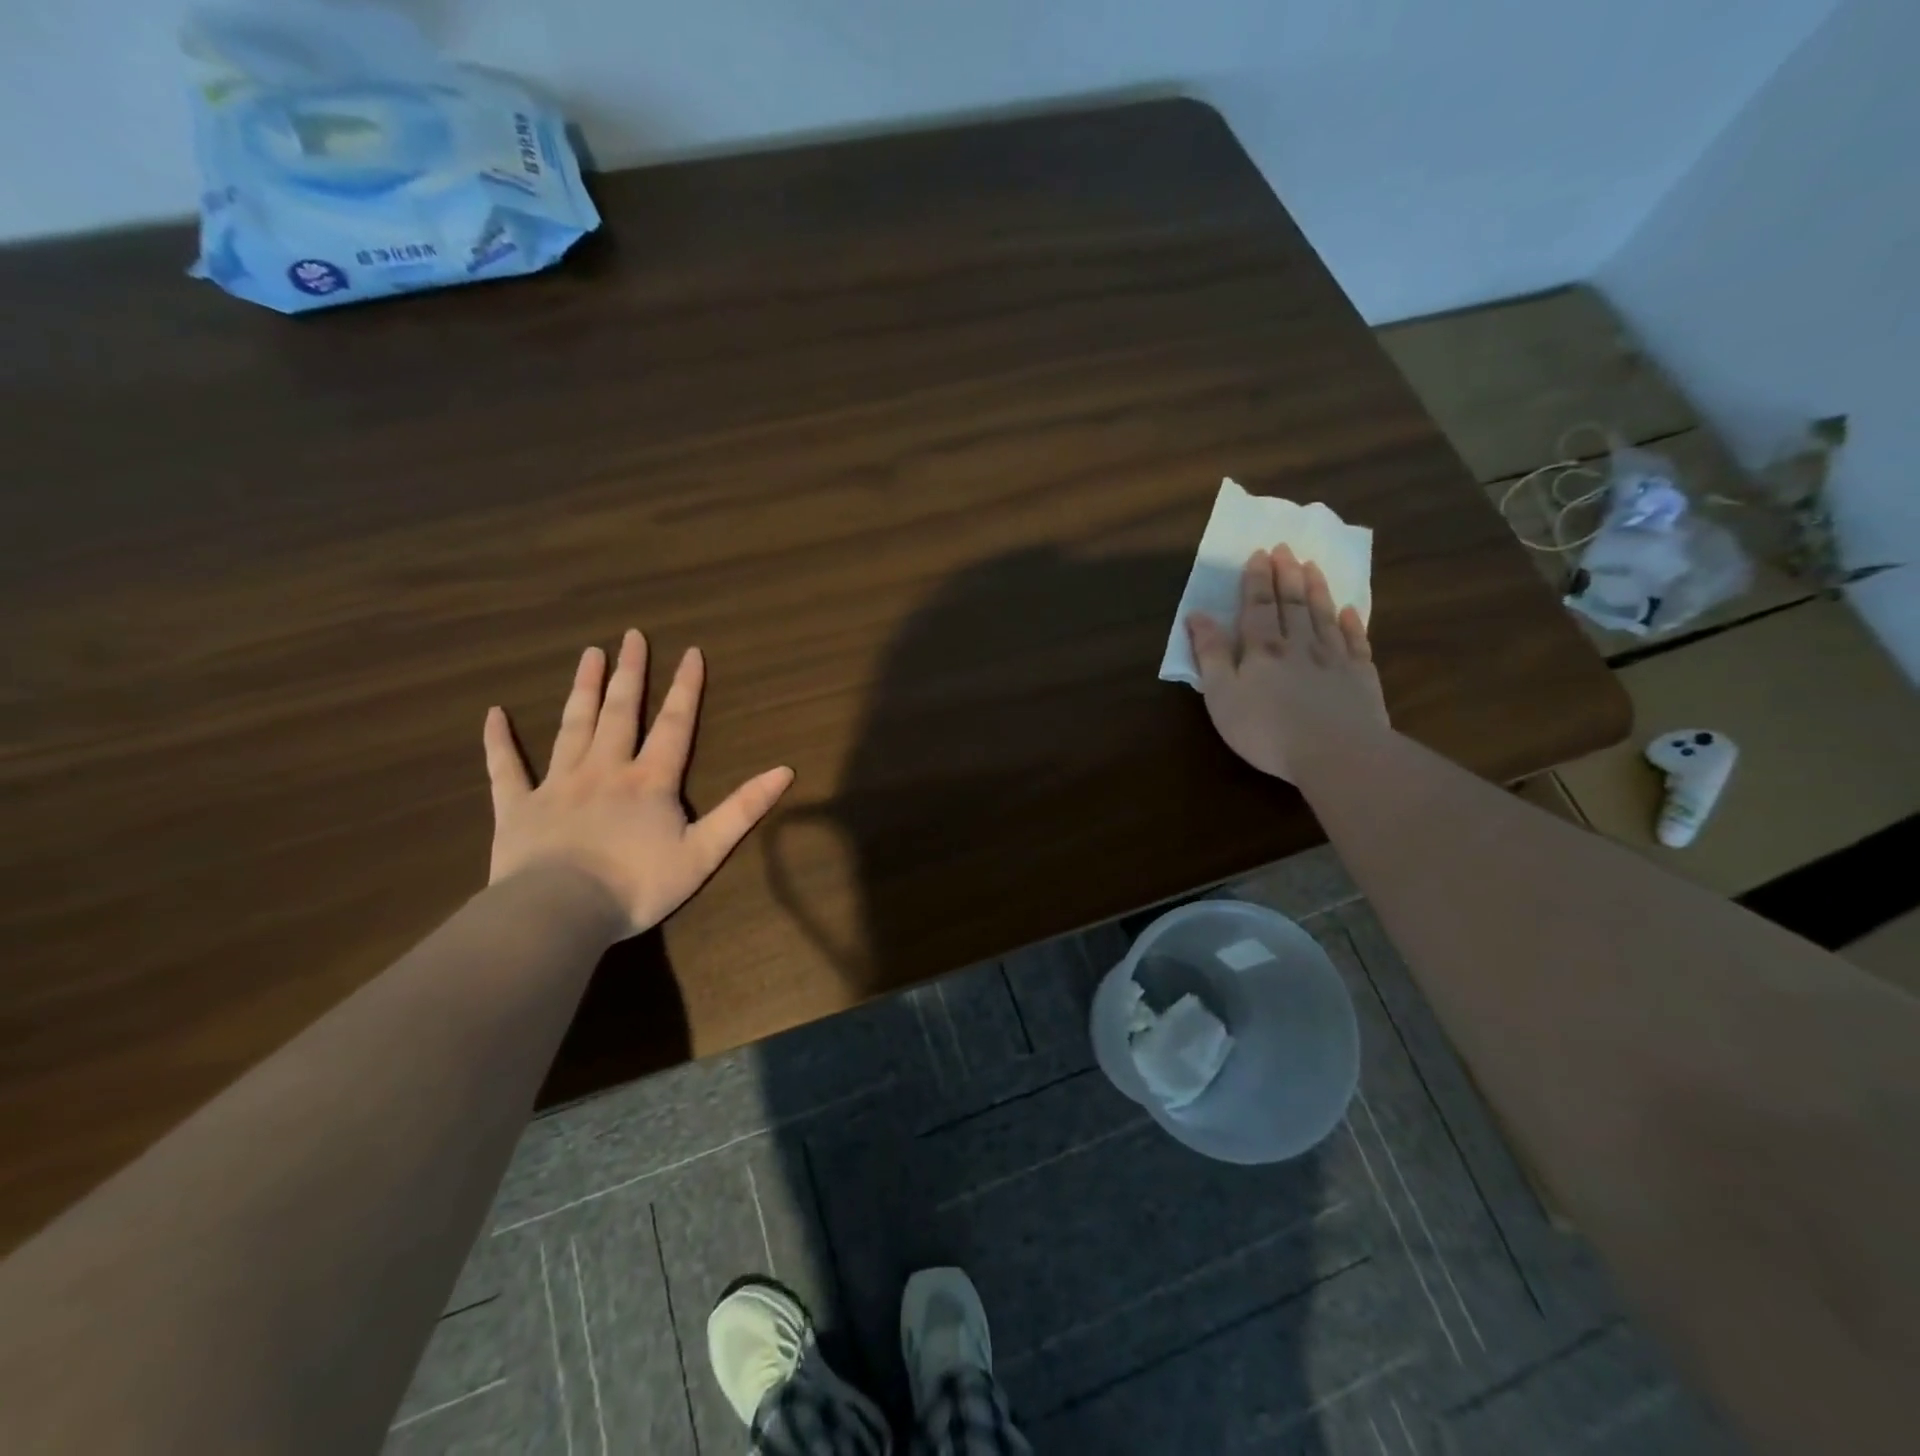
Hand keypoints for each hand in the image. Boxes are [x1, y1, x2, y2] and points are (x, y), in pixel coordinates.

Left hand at [483, 630, 793, 937]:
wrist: (561, 912)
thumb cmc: (638, 885)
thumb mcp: (705, 851)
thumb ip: (743, 810)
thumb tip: (785, 771)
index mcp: (650, 780)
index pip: (674, 723)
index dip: (686, 687)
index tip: (691, 651)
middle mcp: (605, 769)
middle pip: (620, 712)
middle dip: (630, 673)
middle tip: (632, 636)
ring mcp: (558, 784)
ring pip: (572, 726)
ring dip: (583, 688)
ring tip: (589, 654)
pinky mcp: (518, 807)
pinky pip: (506, 768)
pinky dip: (499, 741)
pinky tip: (494, 714)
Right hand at [1186, 545, 1389, 782]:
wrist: (1336, 753)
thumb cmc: (1266, 729)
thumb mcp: (1222, 695)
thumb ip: (1210, 654)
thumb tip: (1197, 615)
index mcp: (1263, 649)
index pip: (1258, 606)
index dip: (1257, 580)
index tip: (1260, 553)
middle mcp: (1300, 645)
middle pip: (1293, 604)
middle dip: (1287, 575)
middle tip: (1286, 549)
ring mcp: (1334, 659)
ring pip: (1324, 616)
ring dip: (1317, 590)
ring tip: (1312, 567)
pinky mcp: (1361, 678)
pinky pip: (1356, 642)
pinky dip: (1352, 623)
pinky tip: (1350, 611)